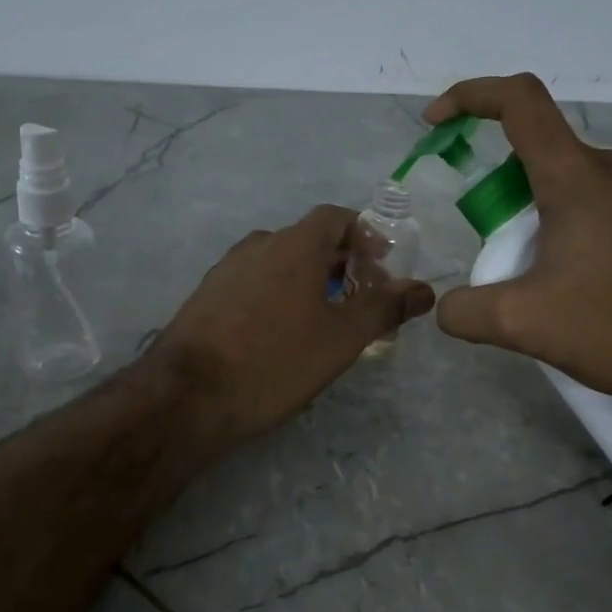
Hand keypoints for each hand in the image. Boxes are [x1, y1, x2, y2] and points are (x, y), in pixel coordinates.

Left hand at [152, 205, 435, 446]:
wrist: (189, 395)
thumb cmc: (275, 360)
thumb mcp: (341, 339)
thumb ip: (384, 308)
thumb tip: (423, 289)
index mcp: (294, 245)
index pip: (335, 217)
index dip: (364, 234)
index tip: (381, 265)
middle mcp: (258, 246)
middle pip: (308, 240)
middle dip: (341, 263)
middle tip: (362, 299)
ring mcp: (226, 270)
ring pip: (279, 263)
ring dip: (308, 281)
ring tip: (325, 320)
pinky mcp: (206, 296)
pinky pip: (253, 283)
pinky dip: (277, 294)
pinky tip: (280, 334)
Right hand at [426, 74, 611, 405]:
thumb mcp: (526, 324)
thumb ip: (466, 312)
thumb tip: (446, 308)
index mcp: (576, 176)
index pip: (518, 101)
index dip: (470, 97)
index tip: (435, 123)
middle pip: (537, 154)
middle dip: (498, 196)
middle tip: (496, 256)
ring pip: (568, 184)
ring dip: (534, 218)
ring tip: (537, 280)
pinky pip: (600, 204)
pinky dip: (569, 228)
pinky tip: (578, 284)